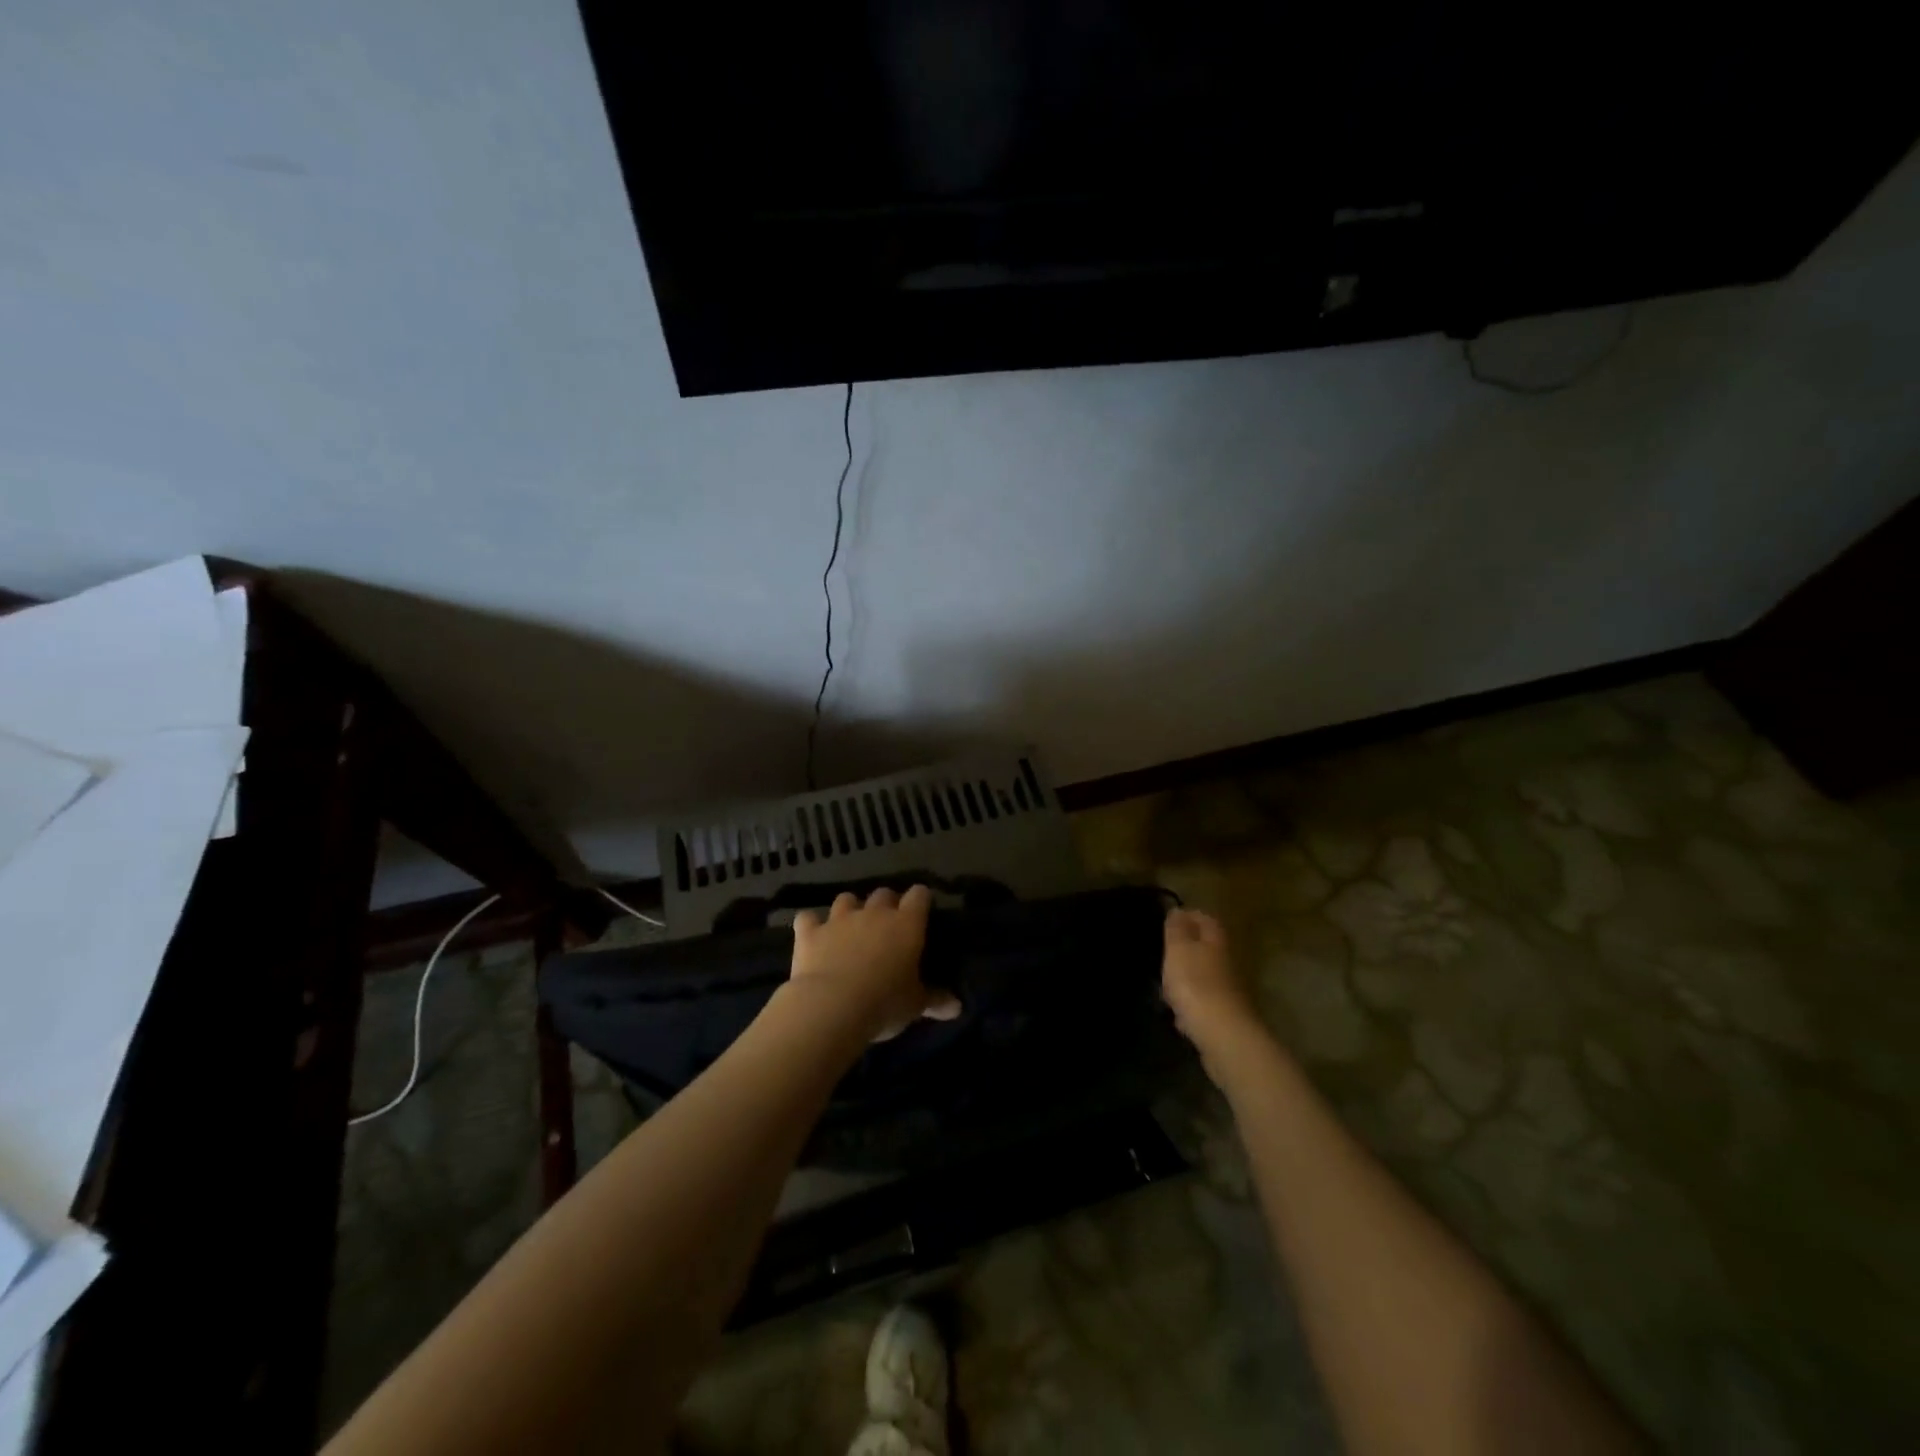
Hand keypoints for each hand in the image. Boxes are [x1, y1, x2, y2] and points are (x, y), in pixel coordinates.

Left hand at [790, 886, 961, 1041]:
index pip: (919, 895)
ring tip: (850, 927)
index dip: (920, 900)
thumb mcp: (915, 1005)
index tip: (921, 911)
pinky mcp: (810, 932)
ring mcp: (839, 919)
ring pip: (846, 899)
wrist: (831, 1006)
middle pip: (883, 893)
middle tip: (887, 926)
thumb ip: (936, 1000)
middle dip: (886, 904)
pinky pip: (807, 918)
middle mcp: (874, 913)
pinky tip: (811, 935)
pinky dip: (810, 924)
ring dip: (849, 909)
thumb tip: (958, 1007)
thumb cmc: (884, 1003)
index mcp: (906, 924)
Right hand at [1162, 909, 1264, 1066]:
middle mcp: (1226, 962)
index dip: (1188, 916)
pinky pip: (1203, 1001)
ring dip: (1187, 976)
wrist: (1222, 1035)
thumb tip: (1178, 910)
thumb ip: (1177, 928)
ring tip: (1164, 981)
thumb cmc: (1195, 983)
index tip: (1169, 918)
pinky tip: (1176, 1011)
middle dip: (1187, 947)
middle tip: (1164, 949)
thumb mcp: (1179, 948)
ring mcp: (1227, 991)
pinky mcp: (1223, 1016)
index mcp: (1216, 941)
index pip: (1205, 919)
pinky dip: (1190, 1002)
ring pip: (1204, 975)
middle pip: (1207, 947)